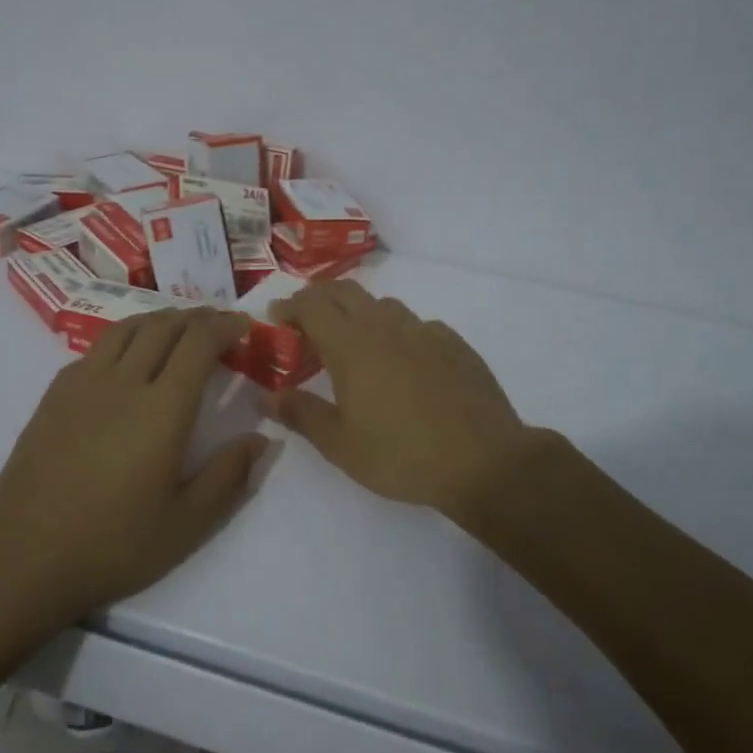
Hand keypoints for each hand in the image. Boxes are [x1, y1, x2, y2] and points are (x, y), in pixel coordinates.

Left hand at [0, 308, 266, 624]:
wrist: (25, 559)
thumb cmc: (114, 545)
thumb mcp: (187, 524)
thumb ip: (229, 475)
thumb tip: (260, 438)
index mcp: (162, 408)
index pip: (198, 343)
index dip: (224, 326)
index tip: (243, 326)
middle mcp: (123, 382)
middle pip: (163, 326)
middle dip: (197, 317)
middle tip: (217, 324)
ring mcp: (82, 385)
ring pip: (126, 329)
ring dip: (158, 319)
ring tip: (177, 328)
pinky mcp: (53, 396)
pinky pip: (95, 349)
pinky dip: (123, 339)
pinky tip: (126, 360)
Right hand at [269, 282, 539, 524]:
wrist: (483, 460)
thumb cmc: (401, 455)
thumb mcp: (340, 445)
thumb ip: (301, 414)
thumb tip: (268, 396)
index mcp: (351, 345)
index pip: (311, 304)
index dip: (289, 306)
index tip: (277, 320)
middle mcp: (386, 326)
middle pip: (345, 291)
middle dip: (320, 299)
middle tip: (307, 324)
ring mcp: (425, 331)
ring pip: (383, 305)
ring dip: (360, 314)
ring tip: (354, 345)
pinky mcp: (454, 343)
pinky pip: (417, 325)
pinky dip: (398, 332)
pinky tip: (404, 362)